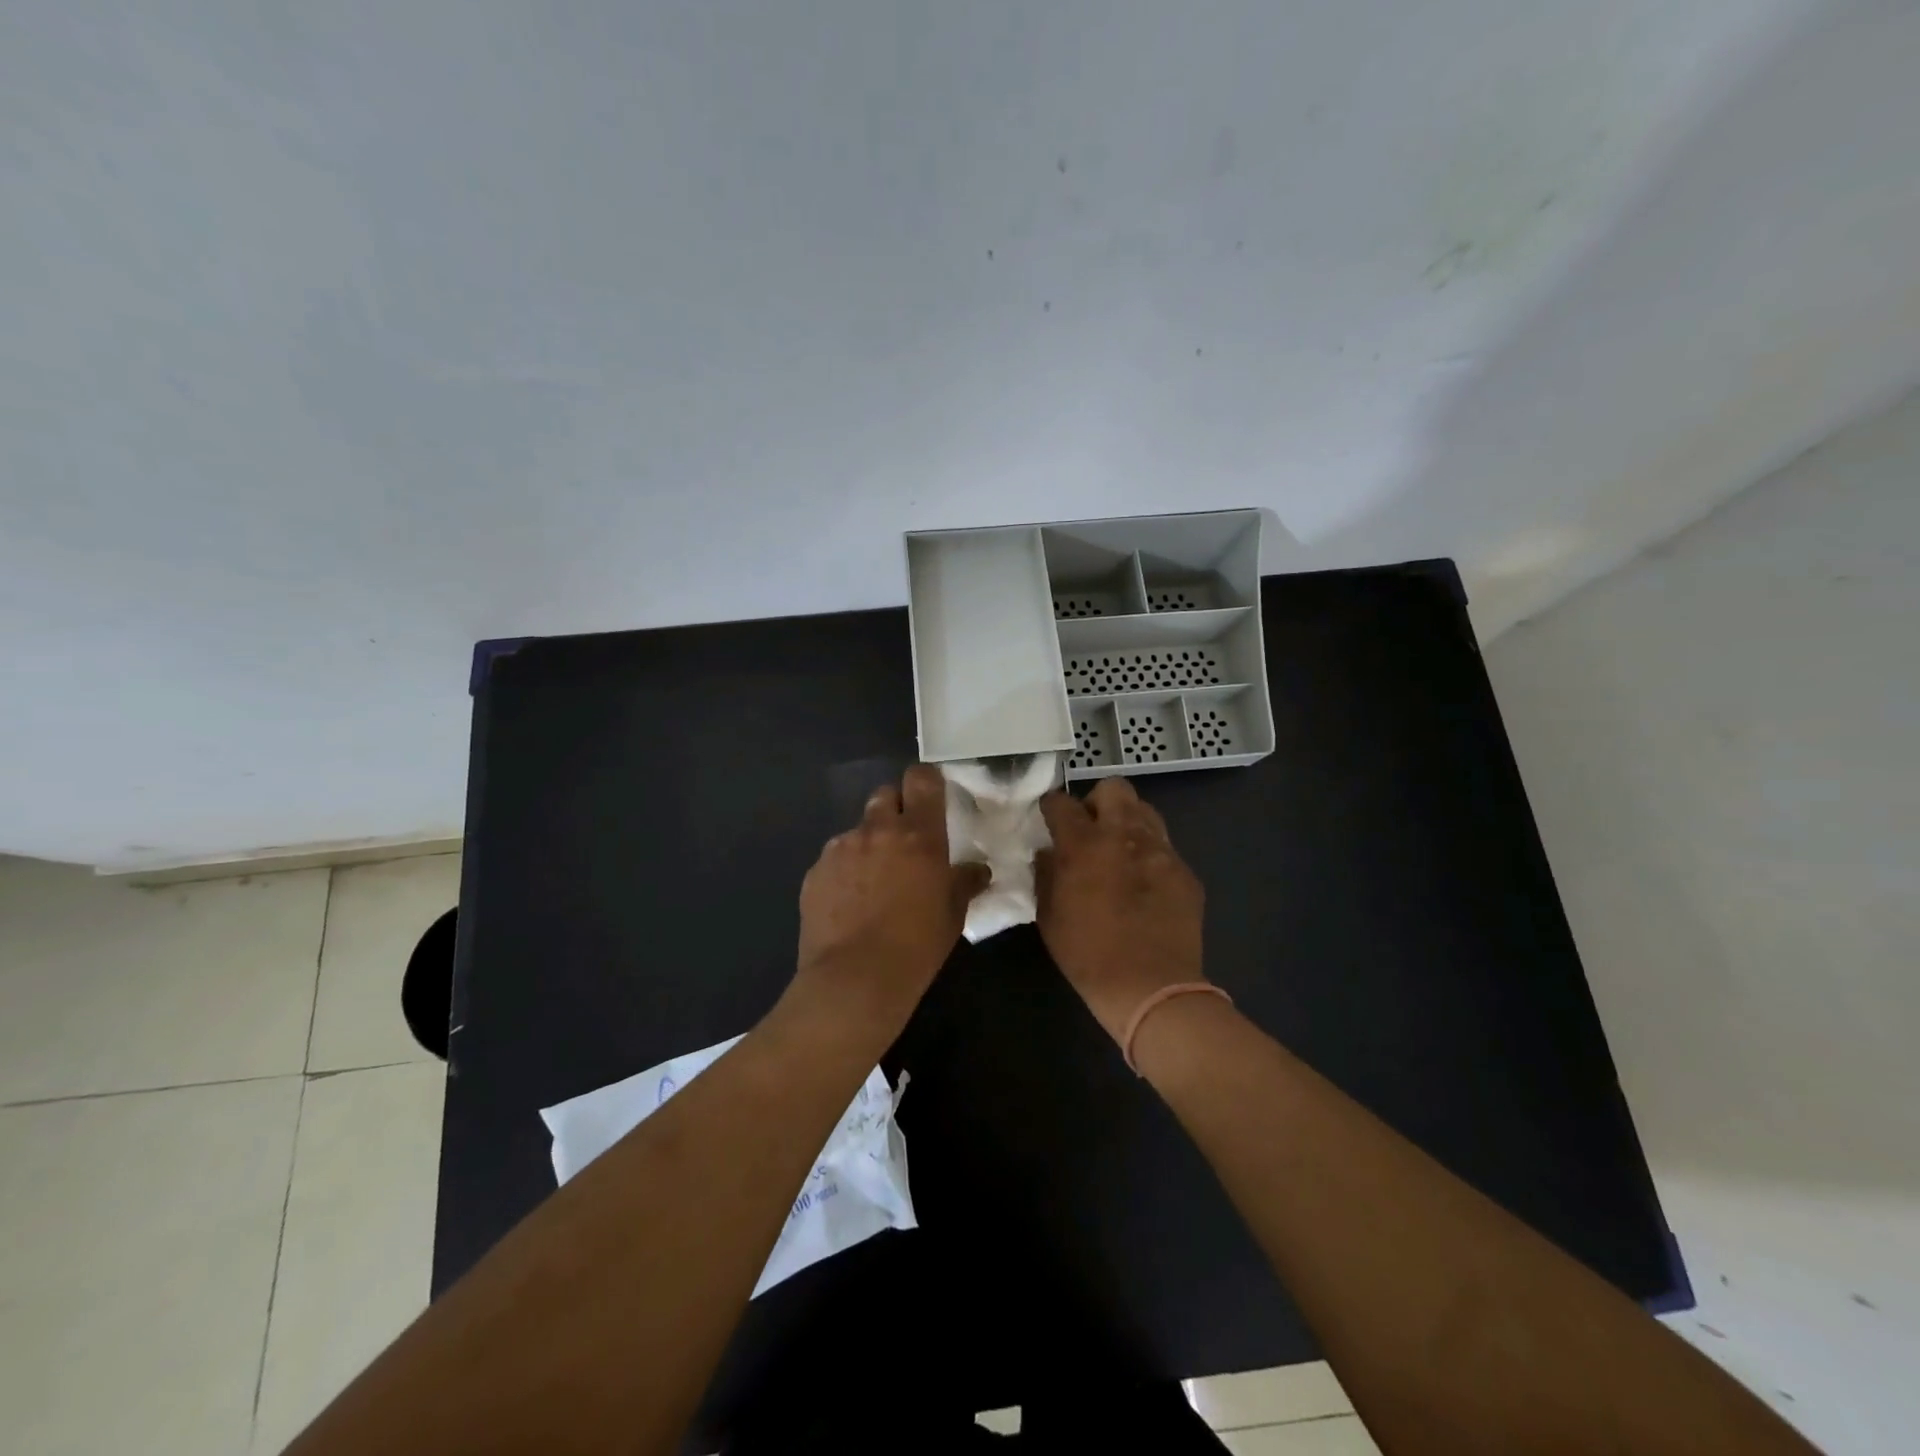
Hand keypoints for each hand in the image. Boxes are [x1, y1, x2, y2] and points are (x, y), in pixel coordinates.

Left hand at [794, 765, 989, 1030]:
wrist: (854, 980)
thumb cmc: (916, 946)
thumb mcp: (952, 914)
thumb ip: (964, 882)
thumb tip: (978, 870)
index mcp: (918, 835)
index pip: (922, 779)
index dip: (926, 782)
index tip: (931, 797)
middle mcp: (877, 830)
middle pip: (885, 794)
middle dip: (895, 809)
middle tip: (903, 840)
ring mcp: (841, 848)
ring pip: (858, 829)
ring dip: (868, 844)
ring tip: (873, 882)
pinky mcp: (815, 871)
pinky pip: (834, 858)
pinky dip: (844, 871)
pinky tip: (849, 903)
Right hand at [1037, 778, 1205, 1041]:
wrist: (1152, 988)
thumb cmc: (1088, 955)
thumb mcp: (1048, 916)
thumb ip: (1045, 874)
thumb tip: (1048, 852)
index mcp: (1084, 844)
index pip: (1061, 802)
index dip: (1052, 807)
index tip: (1049, 819)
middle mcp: (1124, 835)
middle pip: (1113, 788)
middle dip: (1096, 801)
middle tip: (1089, 830)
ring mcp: (1160, 850)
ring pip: (1144, 810)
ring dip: (1126, 822)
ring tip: (1118, 851)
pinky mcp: (1184, 871)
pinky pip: (1164, 847)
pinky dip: (1149, 854)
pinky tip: (1144, 884)